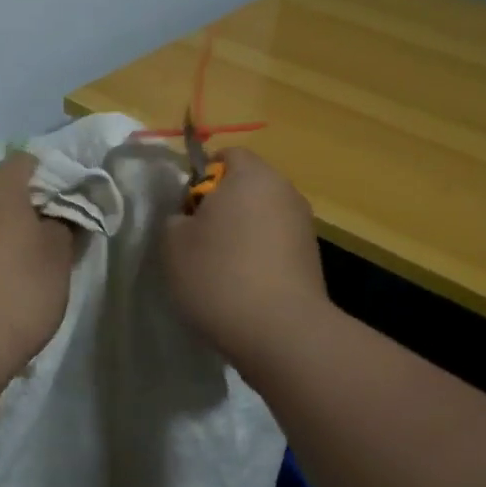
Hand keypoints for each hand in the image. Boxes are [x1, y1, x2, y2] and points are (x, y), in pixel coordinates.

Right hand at [161, 149, 328, 373]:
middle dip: (221, 208)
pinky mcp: (311, 257)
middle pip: (246, 187)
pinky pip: (275, 244)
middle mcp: (284, 190)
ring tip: (221, 270)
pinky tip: (244, 287)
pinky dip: (259, 256)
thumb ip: (176, 217)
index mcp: (251, 175)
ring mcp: (303, 225)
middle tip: (197, 242)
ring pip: (261, 217)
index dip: (200, 179)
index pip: (225, 155)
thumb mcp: (173, 243)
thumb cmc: (219, 275)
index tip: (186, 212)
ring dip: (241, 234)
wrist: (280, 331)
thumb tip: (190, 217)